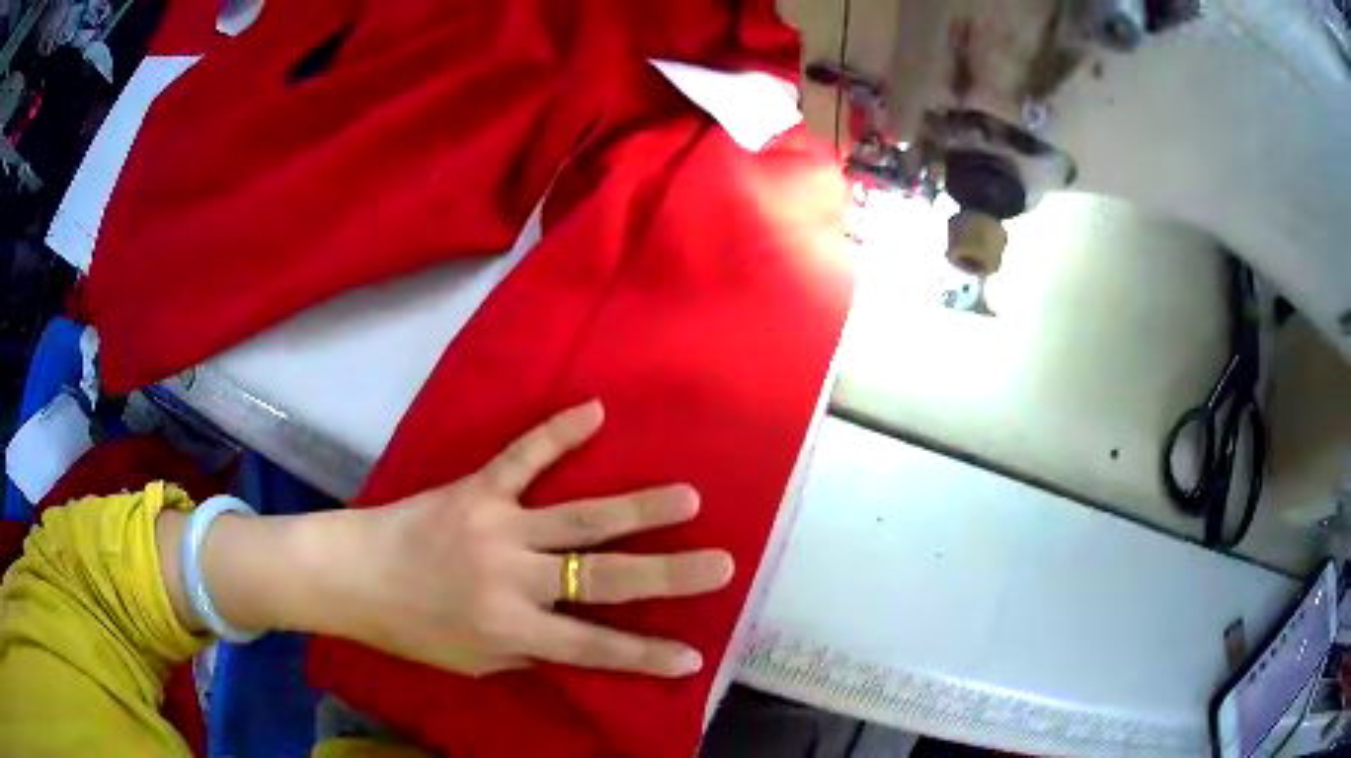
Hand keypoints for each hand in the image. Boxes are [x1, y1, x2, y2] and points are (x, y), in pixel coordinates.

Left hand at [331, 400, 734, 677]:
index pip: (593, 647)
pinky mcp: (476, 489)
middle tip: (723, 564)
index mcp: (510, 629)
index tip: (697, 656)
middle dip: (669, 576)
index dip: (646, 656)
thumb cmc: (411, 627)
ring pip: (579, 518)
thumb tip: (573, 639)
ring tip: (688, 497)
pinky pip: (522, 457)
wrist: (351, 574)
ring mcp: (496, 527)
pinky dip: (557, 434)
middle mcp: (512, 578)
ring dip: (638, 508)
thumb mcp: (472, 660)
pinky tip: (595, 412)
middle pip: (602, 577)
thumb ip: (527, 651)